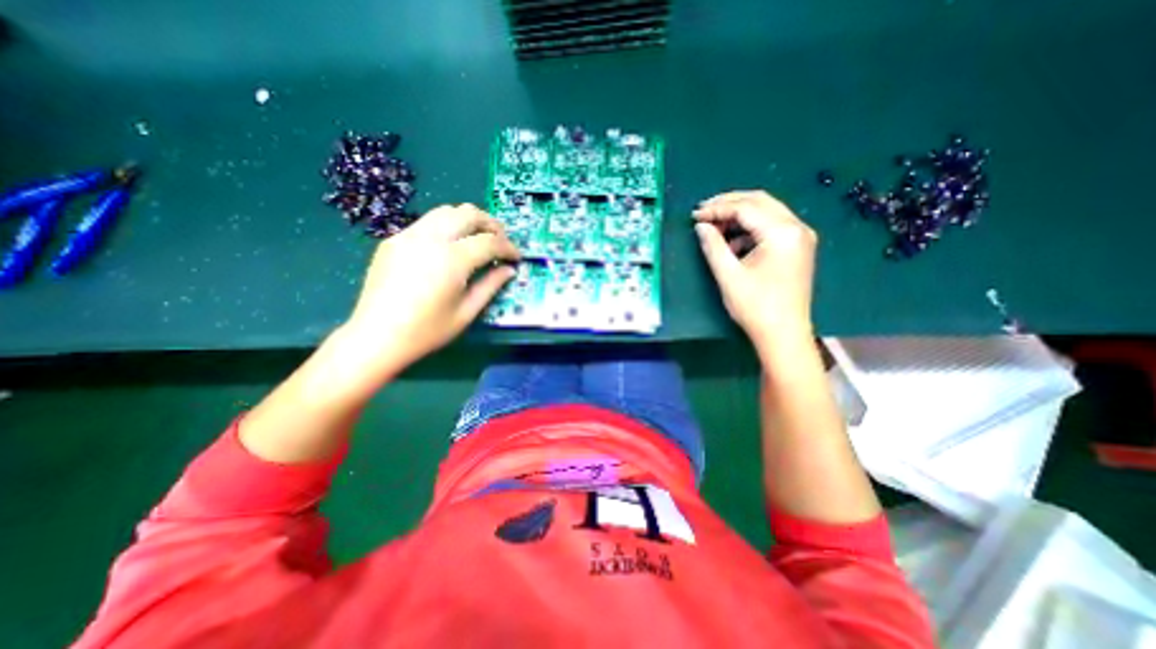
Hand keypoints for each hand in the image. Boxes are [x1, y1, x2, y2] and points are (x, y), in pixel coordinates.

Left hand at [343, 206, 520, 371]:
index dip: (509, 248)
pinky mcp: (394, 240)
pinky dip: (447, 226)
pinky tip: (450, 246)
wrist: (376, 336)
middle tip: (501, 242)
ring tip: (479, 238)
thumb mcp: (466, 312)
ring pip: (446, 211)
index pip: (490, 242)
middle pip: (469, 214)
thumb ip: (491, 285)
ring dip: (468, 220)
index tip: (517, 258)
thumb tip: (508, 270)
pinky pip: (427, 222)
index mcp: (452, 260)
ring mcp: (409, 235)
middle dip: (492, 225)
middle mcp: (431, 238)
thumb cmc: (426, 331)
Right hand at [689, 190, 814, 345]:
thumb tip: (701, 226)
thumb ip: (713, 246)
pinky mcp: (798, 247)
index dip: (717, 209)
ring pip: (766, 212)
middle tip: (703, 211)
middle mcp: (797, 228)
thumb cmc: (755, 307)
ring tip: (715, 227)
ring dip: (739, 215)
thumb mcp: (728, 275)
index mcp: (782, 233)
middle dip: (729, 204)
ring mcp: (800, 237)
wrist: (783, 334)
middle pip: (760, 201)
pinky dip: (750, 229)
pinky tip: (733, 243)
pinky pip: (771, 226)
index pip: (746, 208)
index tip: (695, 215)